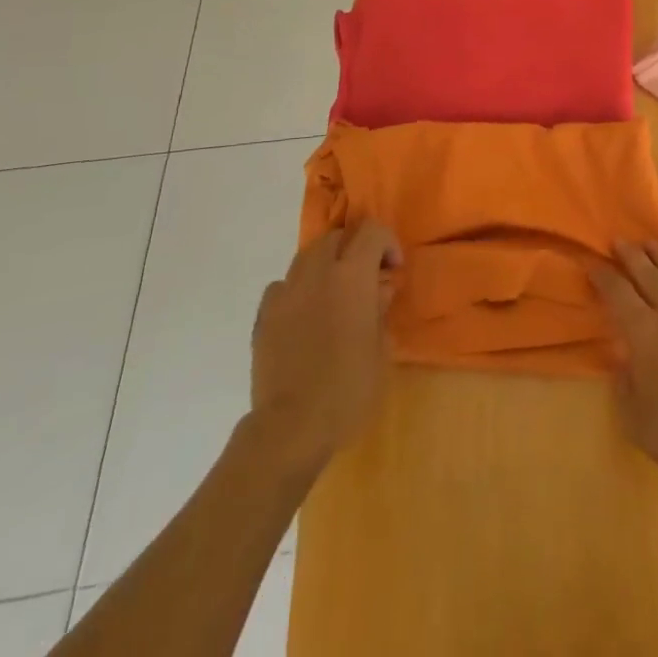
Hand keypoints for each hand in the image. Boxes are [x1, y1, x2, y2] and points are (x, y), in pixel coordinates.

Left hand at [249, 219, 400, 471]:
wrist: (291, 426)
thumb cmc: (348, 387)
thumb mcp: (380, 348)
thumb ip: (380, 308)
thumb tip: (378, 288)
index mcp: (352, 276)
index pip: (372, 231)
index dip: (387, 243)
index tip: (393, 270)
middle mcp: (317, 273)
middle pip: (336, 237)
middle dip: (354, 249)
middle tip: (365, 279)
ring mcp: (286, 293)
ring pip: (306, 257)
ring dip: (325, 267)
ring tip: (333, 296)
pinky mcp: (263, 316)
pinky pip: (282, 287)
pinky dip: (297, 291)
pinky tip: (304, 316)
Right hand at [590, 241, 657, 482]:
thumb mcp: (635, 419)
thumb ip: (624, 385)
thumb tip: (620, 359)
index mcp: (644, 332)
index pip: (618, 294)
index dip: (603, 277)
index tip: (592, 264)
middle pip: (648, 275)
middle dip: (631, 256)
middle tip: (619, 241)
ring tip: (653, 244)